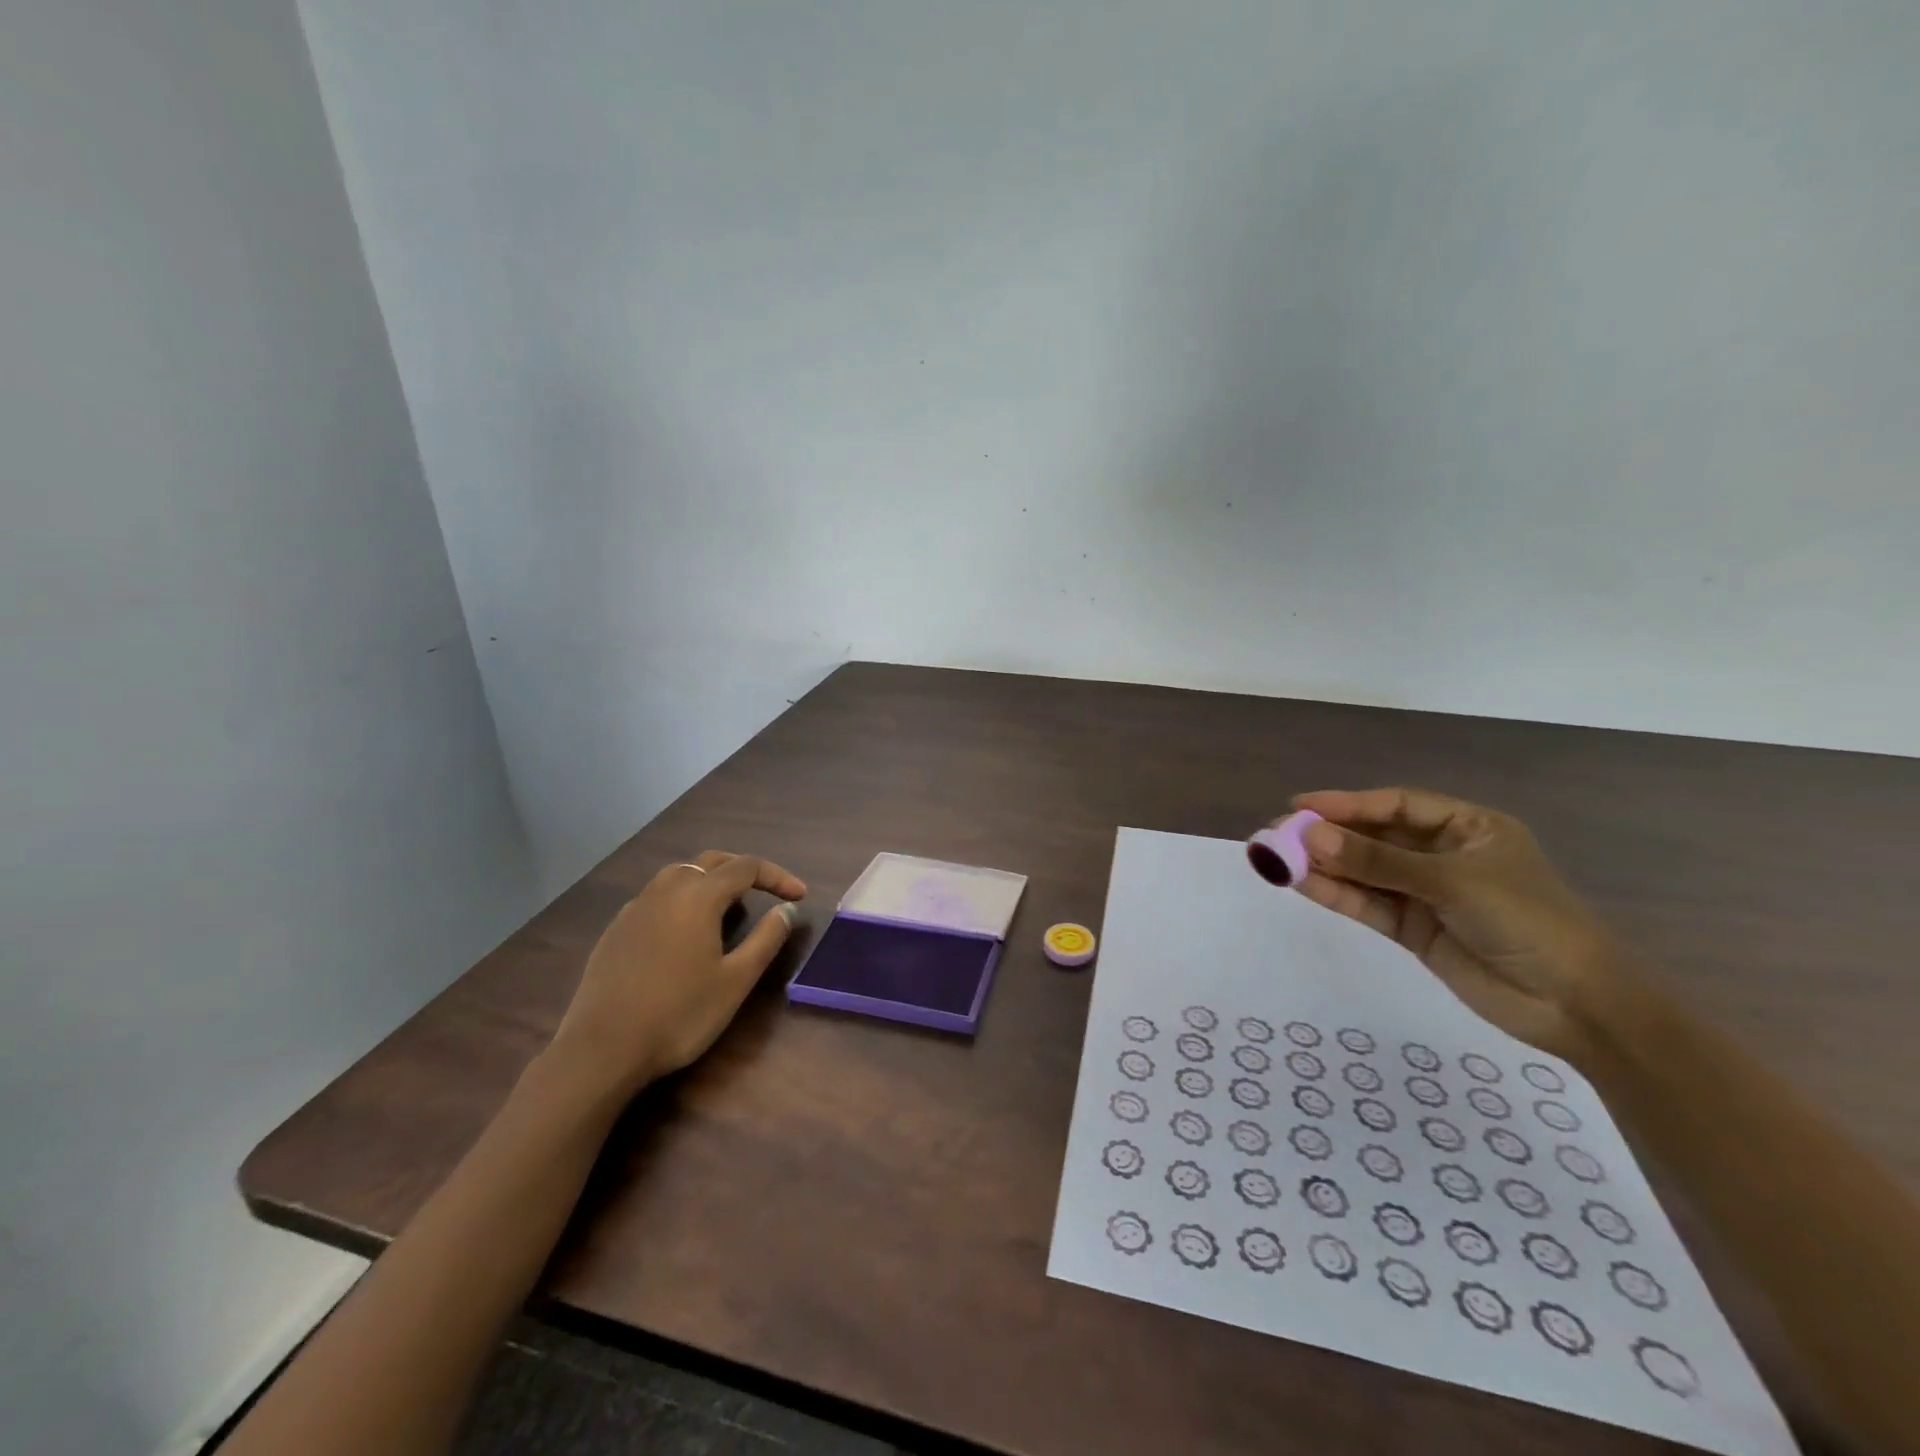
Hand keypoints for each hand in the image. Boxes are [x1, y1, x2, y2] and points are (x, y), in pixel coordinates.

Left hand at [547, 851, 806, 1095]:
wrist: (601, 1050)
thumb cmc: (679, 1014)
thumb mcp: (736, 980)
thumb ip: (766, 939)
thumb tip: (786, 910)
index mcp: (698, 896)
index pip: (746, 867)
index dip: (777, 877)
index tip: (799, 896)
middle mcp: (666, 890)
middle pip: (711, 861)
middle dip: (744, 870)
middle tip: (767, 891)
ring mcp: (635, 908)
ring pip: (679, 874)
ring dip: (710, 880)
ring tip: (727, 908)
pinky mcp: (616, 930)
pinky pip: (656, 897)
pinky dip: (681, 899)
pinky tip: (684, 932)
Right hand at [1283, 788, 1618, 1058]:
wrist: (1576, 1006)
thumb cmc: (1528, 921)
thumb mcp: (1452, 882)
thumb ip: (1378, 861)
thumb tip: (1310, 836)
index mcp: (1467, 828)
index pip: (1397, 805)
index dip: (1347, 803)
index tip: (1300, 807)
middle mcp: (1443, 855)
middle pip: (1375, 837)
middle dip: (1328, 835)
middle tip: (1278, 833)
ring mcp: (1427, 894)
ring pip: (1365, 871)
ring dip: (1323, 865)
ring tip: (1275, 857)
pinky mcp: (1414, 929)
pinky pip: (1368, 904)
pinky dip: (1335, 893)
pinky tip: (1300, 882)